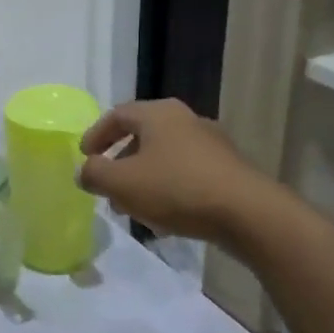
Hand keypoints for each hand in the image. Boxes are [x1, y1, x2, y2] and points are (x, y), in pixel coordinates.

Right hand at [76, 99, 266, 241]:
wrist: (248, 214)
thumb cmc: (176, 189)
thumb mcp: (122, 183)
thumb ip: (95, 174)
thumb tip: (85, 171)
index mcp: (158, 114)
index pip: (117, 115)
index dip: (96, 135)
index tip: (85, 156)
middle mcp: (185, 120)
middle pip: (142, 135)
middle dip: (120, 161)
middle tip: (107, 185)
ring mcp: (211, 144)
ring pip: (165, 157)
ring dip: (144, 178)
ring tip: (133, 207)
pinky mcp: (228, 169)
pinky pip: (187, 174)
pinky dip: (168, 189)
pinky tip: (164, 218)